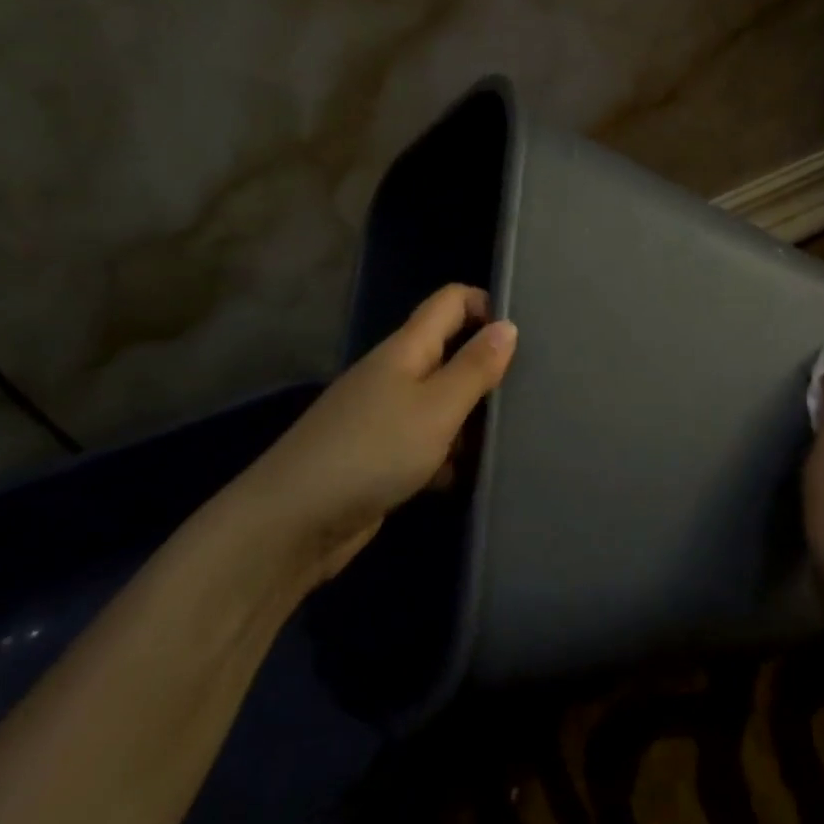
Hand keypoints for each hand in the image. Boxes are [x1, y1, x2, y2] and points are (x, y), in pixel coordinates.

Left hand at [237, 284, 516, 586]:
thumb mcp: (436, 407)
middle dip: (487, 370)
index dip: (486, 306)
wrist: (293, 522)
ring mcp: (385, 417)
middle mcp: (395, 374)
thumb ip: (474, 367)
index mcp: (406, 349)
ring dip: (471, 419)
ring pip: (441, 403)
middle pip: (450, 353)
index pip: (451, 301)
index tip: (523, 340)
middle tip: (530, 395)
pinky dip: (447, 456)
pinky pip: (427, 443)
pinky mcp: (381, 457)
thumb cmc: (373, 452)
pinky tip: (469, 477)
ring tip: (512, 439)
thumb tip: (508, 325)